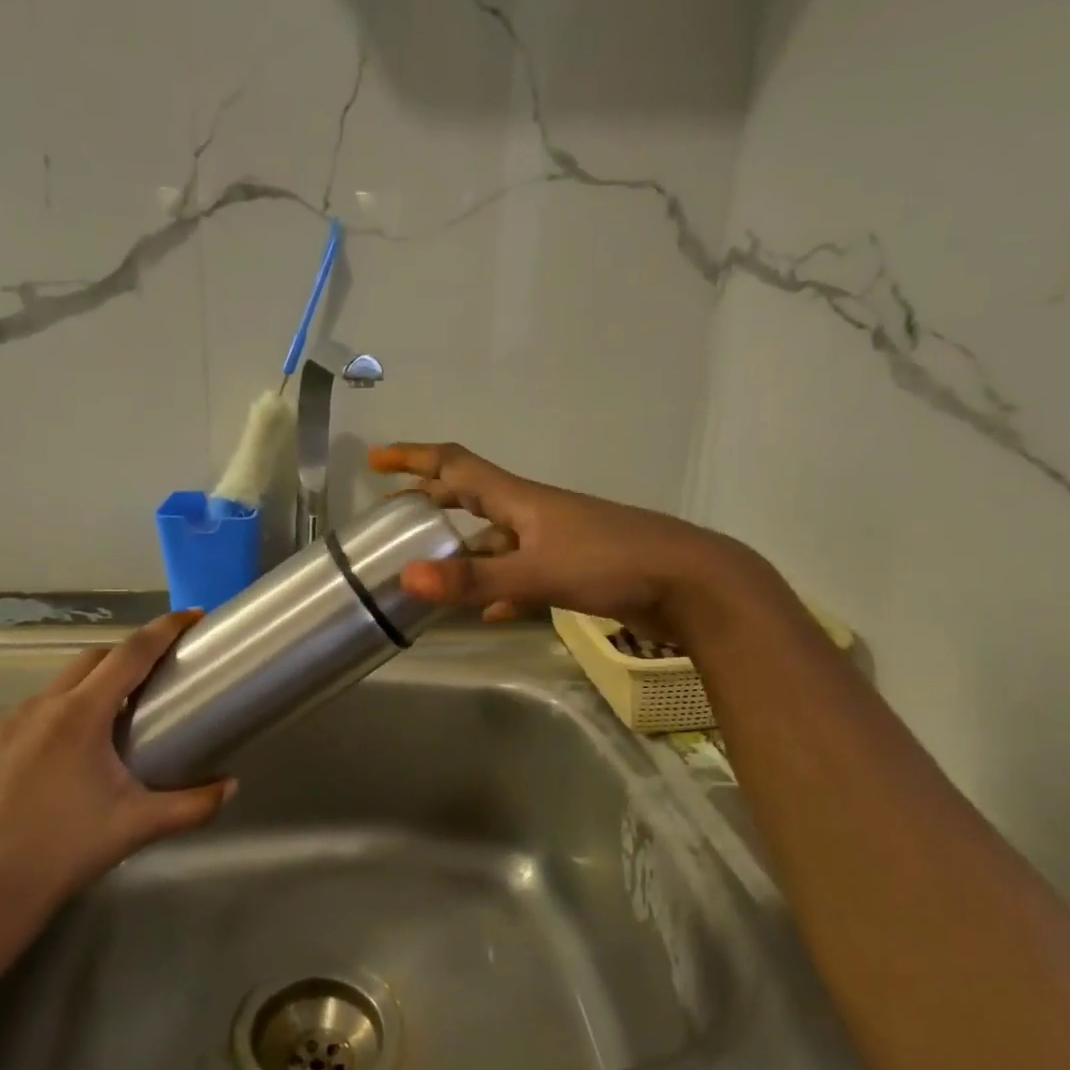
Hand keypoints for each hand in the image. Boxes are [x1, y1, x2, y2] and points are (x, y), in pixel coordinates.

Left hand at [0, 610, 233, 926]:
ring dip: (88, 688)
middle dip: (127, 656)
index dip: (164, 629)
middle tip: (154, 678)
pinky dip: (53, 718)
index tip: (191, 616)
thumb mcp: (139, 824)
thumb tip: (232, 786)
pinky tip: (59, 756)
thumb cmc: (68, 851)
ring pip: (56, 686)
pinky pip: (26, 716)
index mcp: (81, 715)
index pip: (131, 653)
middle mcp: (40, 706)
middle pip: (93, 659)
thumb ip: (194, 804)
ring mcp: (3, 725)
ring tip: (107, 723)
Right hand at [370, 442, 746, 638]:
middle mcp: (534, 512)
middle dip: (431, 497)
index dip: (415, 457)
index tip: (376, 459)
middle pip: (472, 495)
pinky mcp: (574, 568)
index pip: (457, 465)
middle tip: (395, 510)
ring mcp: (556, 540)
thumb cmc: (614, 563)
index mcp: (521, 499)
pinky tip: (485, 611)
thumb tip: (408, 578)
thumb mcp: (539, 571)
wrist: (693, 585)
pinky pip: (521, 572)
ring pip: (496, 538)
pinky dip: (498, 585)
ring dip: (463, 548)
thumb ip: (475, 579)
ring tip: (429, 568)